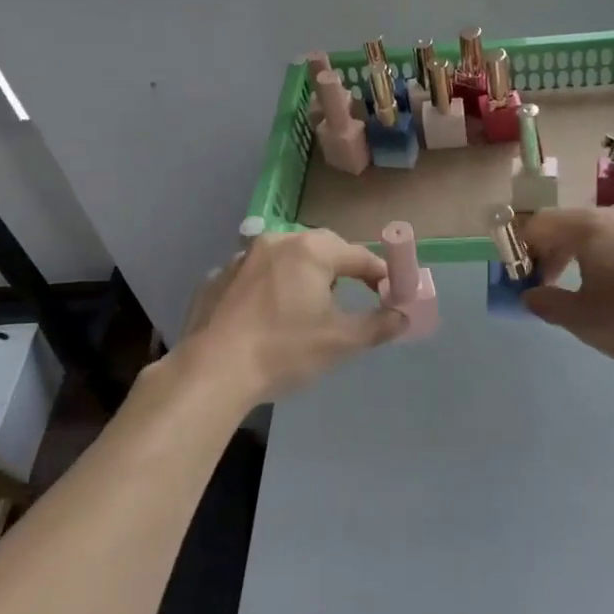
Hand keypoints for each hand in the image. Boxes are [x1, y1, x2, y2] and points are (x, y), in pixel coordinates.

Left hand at [187, 229, 407, 402]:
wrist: (212, 371)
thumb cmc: (284, 350)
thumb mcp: (341, 342)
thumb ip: (378, 325)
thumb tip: (402, 316)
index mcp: (310, 250)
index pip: (359, 255)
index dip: (381, 274)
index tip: (392, 294)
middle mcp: (276, 242)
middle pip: (322, 250)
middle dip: (341, 271)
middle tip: (351, 299)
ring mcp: (241, 258)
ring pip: (285, 260)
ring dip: (302, 277)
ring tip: (306, 309)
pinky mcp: (217, 278)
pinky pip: (255, 276)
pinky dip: (269, 289)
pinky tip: (266, 318)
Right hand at [519, 203, 613, 367]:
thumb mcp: (584, 320)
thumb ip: (548, 304)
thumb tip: (530, 295)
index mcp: (589, 226)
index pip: (539, 224)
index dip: (523, 251)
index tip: (525, 281)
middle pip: (569, 225)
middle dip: (552, 255)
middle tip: (550, 288)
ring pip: (599, 232)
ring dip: (582, 256)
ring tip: (587, 292)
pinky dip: (610, 257)